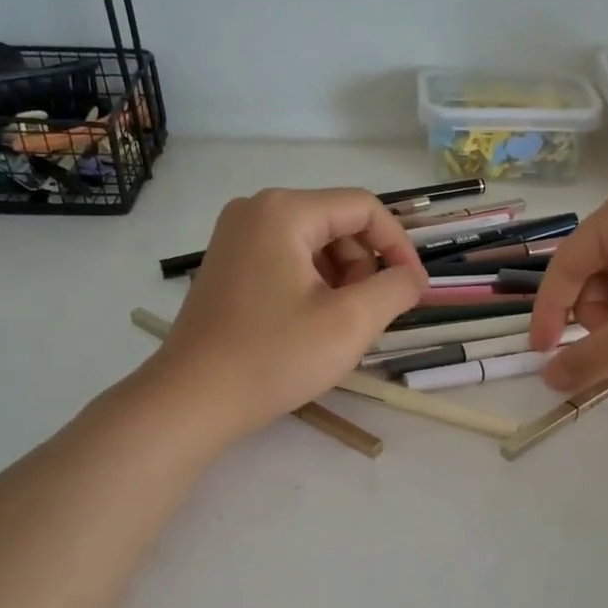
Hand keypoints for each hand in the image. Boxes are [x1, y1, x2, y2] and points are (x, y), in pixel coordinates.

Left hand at [148, 187, 427, 441]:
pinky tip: (307, 327)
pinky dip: (311, 287)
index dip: (399, 246)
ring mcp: (236, 238)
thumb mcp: (350, 322)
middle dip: (363, 268)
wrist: (193, 399)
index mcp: (284, 211)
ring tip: (334, 327)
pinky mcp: (228, 266)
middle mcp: (256, 210)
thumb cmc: (275, 357)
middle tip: (364, 318)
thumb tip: (412, 276)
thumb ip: (395, 288)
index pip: (364, 208)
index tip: (414, 289)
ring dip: (339, 282)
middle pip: (337, 224)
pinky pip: (287, 261)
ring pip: (314, 246)